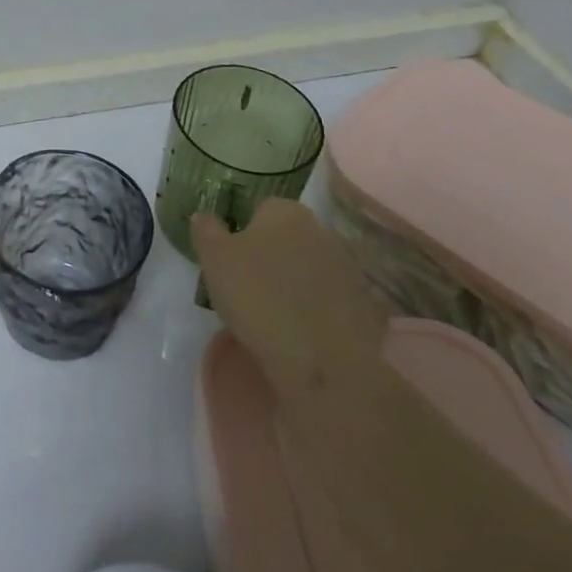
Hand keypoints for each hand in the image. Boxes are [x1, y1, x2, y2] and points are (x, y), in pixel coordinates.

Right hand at [192, 198, 387, 387]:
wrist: (320, 362)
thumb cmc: (258, 298)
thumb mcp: (214, 259)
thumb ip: (206, 229)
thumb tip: (204, 216)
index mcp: (285, 212)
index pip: (259, 209)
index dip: (242, 233)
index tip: (231, 261)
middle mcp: (322, 231)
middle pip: (287, 238)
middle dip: (271, 255)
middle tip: (250, 287)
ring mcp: (349, 269)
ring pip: (311, 268)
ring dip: (297, 282)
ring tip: (276, 315)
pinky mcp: (367, 306)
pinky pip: (332, 300)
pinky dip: (320, 310)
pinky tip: (304, 332)